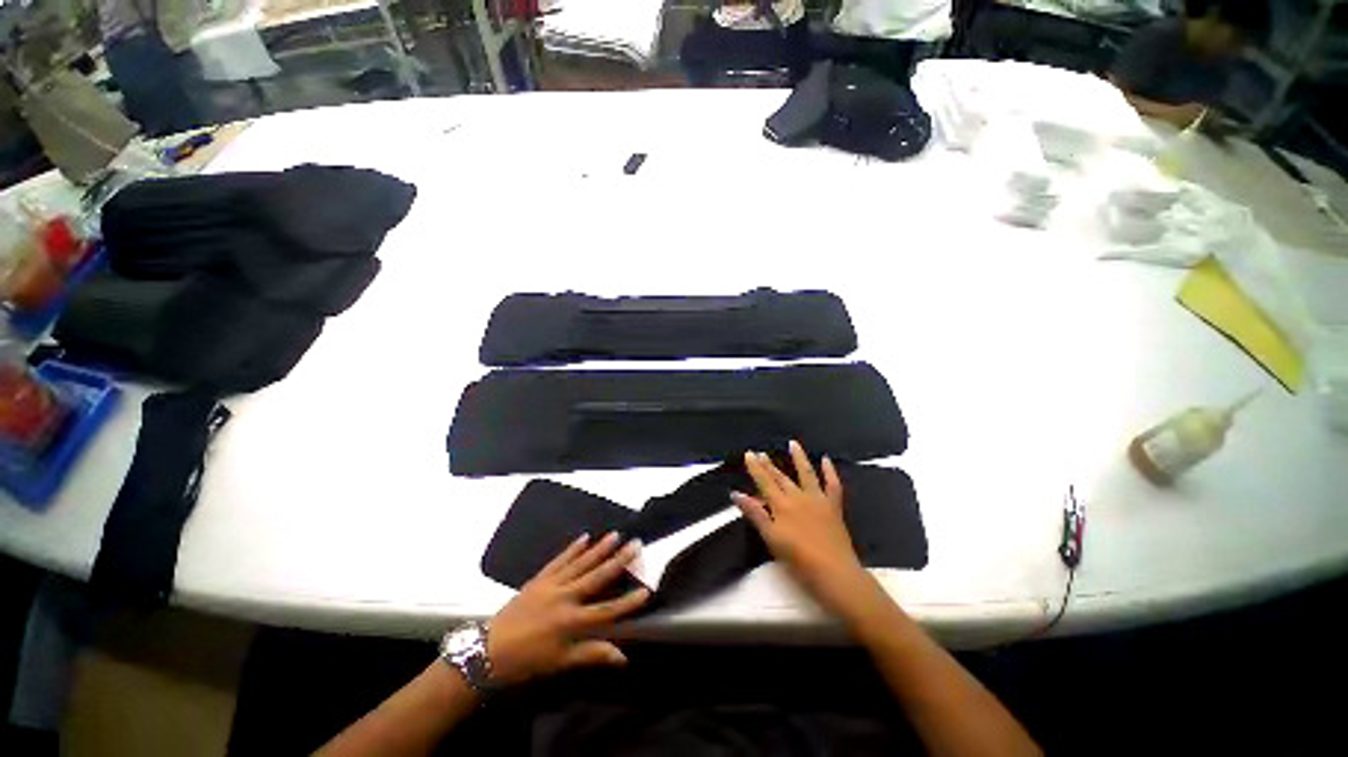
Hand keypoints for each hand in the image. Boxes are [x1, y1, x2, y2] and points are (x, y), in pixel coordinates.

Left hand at [487, 533, 648, 685]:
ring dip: (599, 548)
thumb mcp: (560, 663)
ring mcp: (552, 584)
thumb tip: (623, 656)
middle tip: (636, 544)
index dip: (628, 603)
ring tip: (615, 534)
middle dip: (619, 560)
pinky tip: (585, 537)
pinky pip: (560, 559)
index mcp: (571, 622)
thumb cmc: (527, 661)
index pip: (607, 611)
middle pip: (598, 577)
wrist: (489, 650)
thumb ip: (592, 654)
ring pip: (581, 563)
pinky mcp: (540, 578)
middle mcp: (565, 597)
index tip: (646, 591)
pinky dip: (573, 548)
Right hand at [733, 441, 875, 620]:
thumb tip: (736, 494)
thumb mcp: (771, 537)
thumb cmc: (798, 558)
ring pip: (806, 473)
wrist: (834, 572)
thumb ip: (755, 513)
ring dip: (799, 458)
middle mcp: (798, 497)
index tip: (749, 454)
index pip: (764, 481)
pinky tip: (826, 460)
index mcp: (781, 505)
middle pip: (781, 477)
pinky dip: (830, 472)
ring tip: (793, 443)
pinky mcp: (833, 507)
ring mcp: (818, 500)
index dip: (756, 467)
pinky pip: (833, 485)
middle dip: (769, 465)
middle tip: (761, 453)